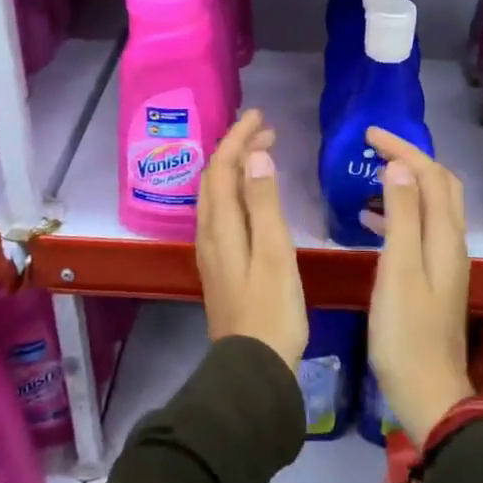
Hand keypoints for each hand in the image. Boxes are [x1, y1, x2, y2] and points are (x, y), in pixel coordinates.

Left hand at [196, 110, 307, 369]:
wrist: (253, 367)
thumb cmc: (271, 309)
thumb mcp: (274, 252)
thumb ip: (264, 202)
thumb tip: (255, 155)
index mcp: (221, 225)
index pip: (223, 167)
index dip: (238, 138)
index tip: (259, 115)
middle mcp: (209, 233)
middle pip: (215, 178)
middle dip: (236, 148)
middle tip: (265, 129)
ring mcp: (213, 251)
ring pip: (216, 195)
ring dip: (235, 168)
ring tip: (260, 153)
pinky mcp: (222, 265)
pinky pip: (223, 212)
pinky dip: (237, 190)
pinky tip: (253, 197)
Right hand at [364, 127, 472, 445]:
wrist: (428, 391)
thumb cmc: (406, 332)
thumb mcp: (398, 269)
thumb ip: (401, 216)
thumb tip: (399, 167)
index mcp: (444, 236)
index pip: (430, 175)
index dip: (403, 149)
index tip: (369, 135)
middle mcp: (451, 242)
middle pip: (438, 186)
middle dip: (410, 159)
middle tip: (374, 148)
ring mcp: (444, 261)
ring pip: (429, 206)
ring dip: (404, 184)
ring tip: (369, 176)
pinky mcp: (433, 278)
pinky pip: (418, 229)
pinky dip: (398, 214)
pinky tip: (370, 221)